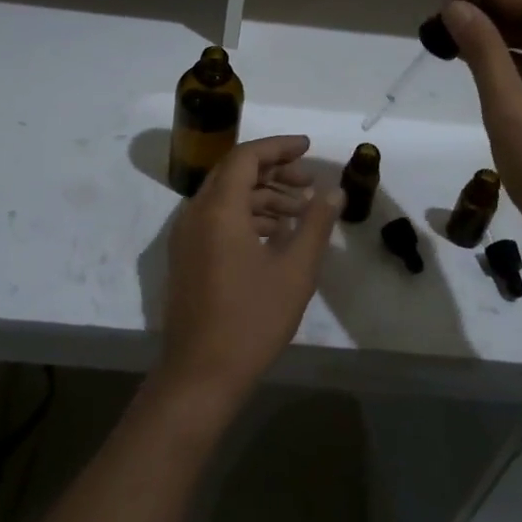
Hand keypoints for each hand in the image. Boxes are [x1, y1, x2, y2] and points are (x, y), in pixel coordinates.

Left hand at [155, 136, 341, 413]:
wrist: (200, 375)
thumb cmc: (251, 319)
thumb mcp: (295, 271)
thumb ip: (315, 225)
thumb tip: (334, 193)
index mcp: (219, 209)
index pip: (246, 156)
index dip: (278, 146)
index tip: (308, 147)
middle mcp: (196, 213)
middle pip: (234, 173)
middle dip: (273, 171)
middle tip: (308, 182)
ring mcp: (187, 236)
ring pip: (226, 197)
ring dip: (263, 196)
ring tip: (300, 212)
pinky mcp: (187, 257)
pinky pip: (217, 219)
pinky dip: (247, 216)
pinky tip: (276, 236)